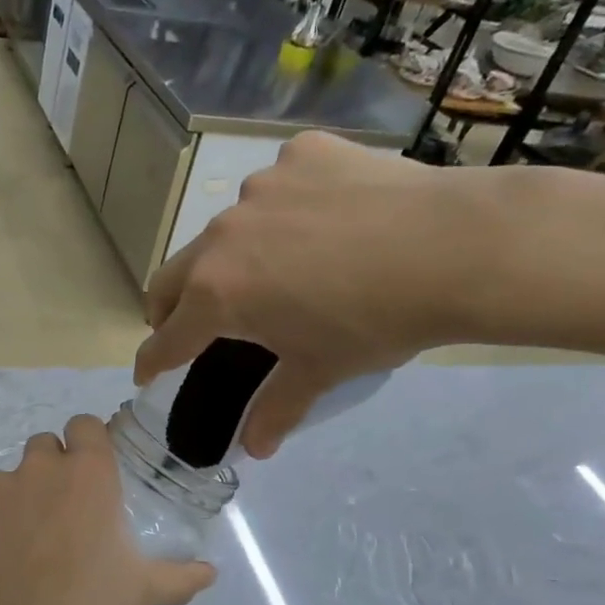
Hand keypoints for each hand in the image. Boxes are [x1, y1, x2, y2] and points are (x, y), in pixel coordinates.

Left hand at [0, 415, 214, 604]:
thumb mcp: (143, 591)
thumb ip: (180, 576)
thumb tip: (210, 573)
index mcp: (88, 474)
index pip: (85, 426)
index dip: (89, 445)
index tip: (94, 475)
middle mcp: (38, 469)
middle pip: (43, 447)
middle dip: (52, 471)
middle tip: (63, 515)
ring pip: (6, 478)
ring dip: (17, 499)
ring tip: (26, 546)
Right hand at [133, 132, 485, 457]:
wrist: (457, 247)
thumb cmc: (374, 321)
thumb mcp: (320, 370)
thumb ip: (277, 407)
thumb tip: (255, 450)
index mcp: (217, 294)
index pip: (166, 338)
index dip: (153, 361)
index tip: (147, 373)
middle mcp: (222, 236)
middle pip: (172, 277)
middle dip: (170, 308)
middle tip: (191, 326)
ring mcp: (261, 188)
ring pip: (226, 231)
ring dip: (232, 257)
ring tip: (277, 269)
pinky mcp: (302, 154)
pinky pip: (278, 187)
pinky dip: (286, 210)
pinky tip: (326, 221)